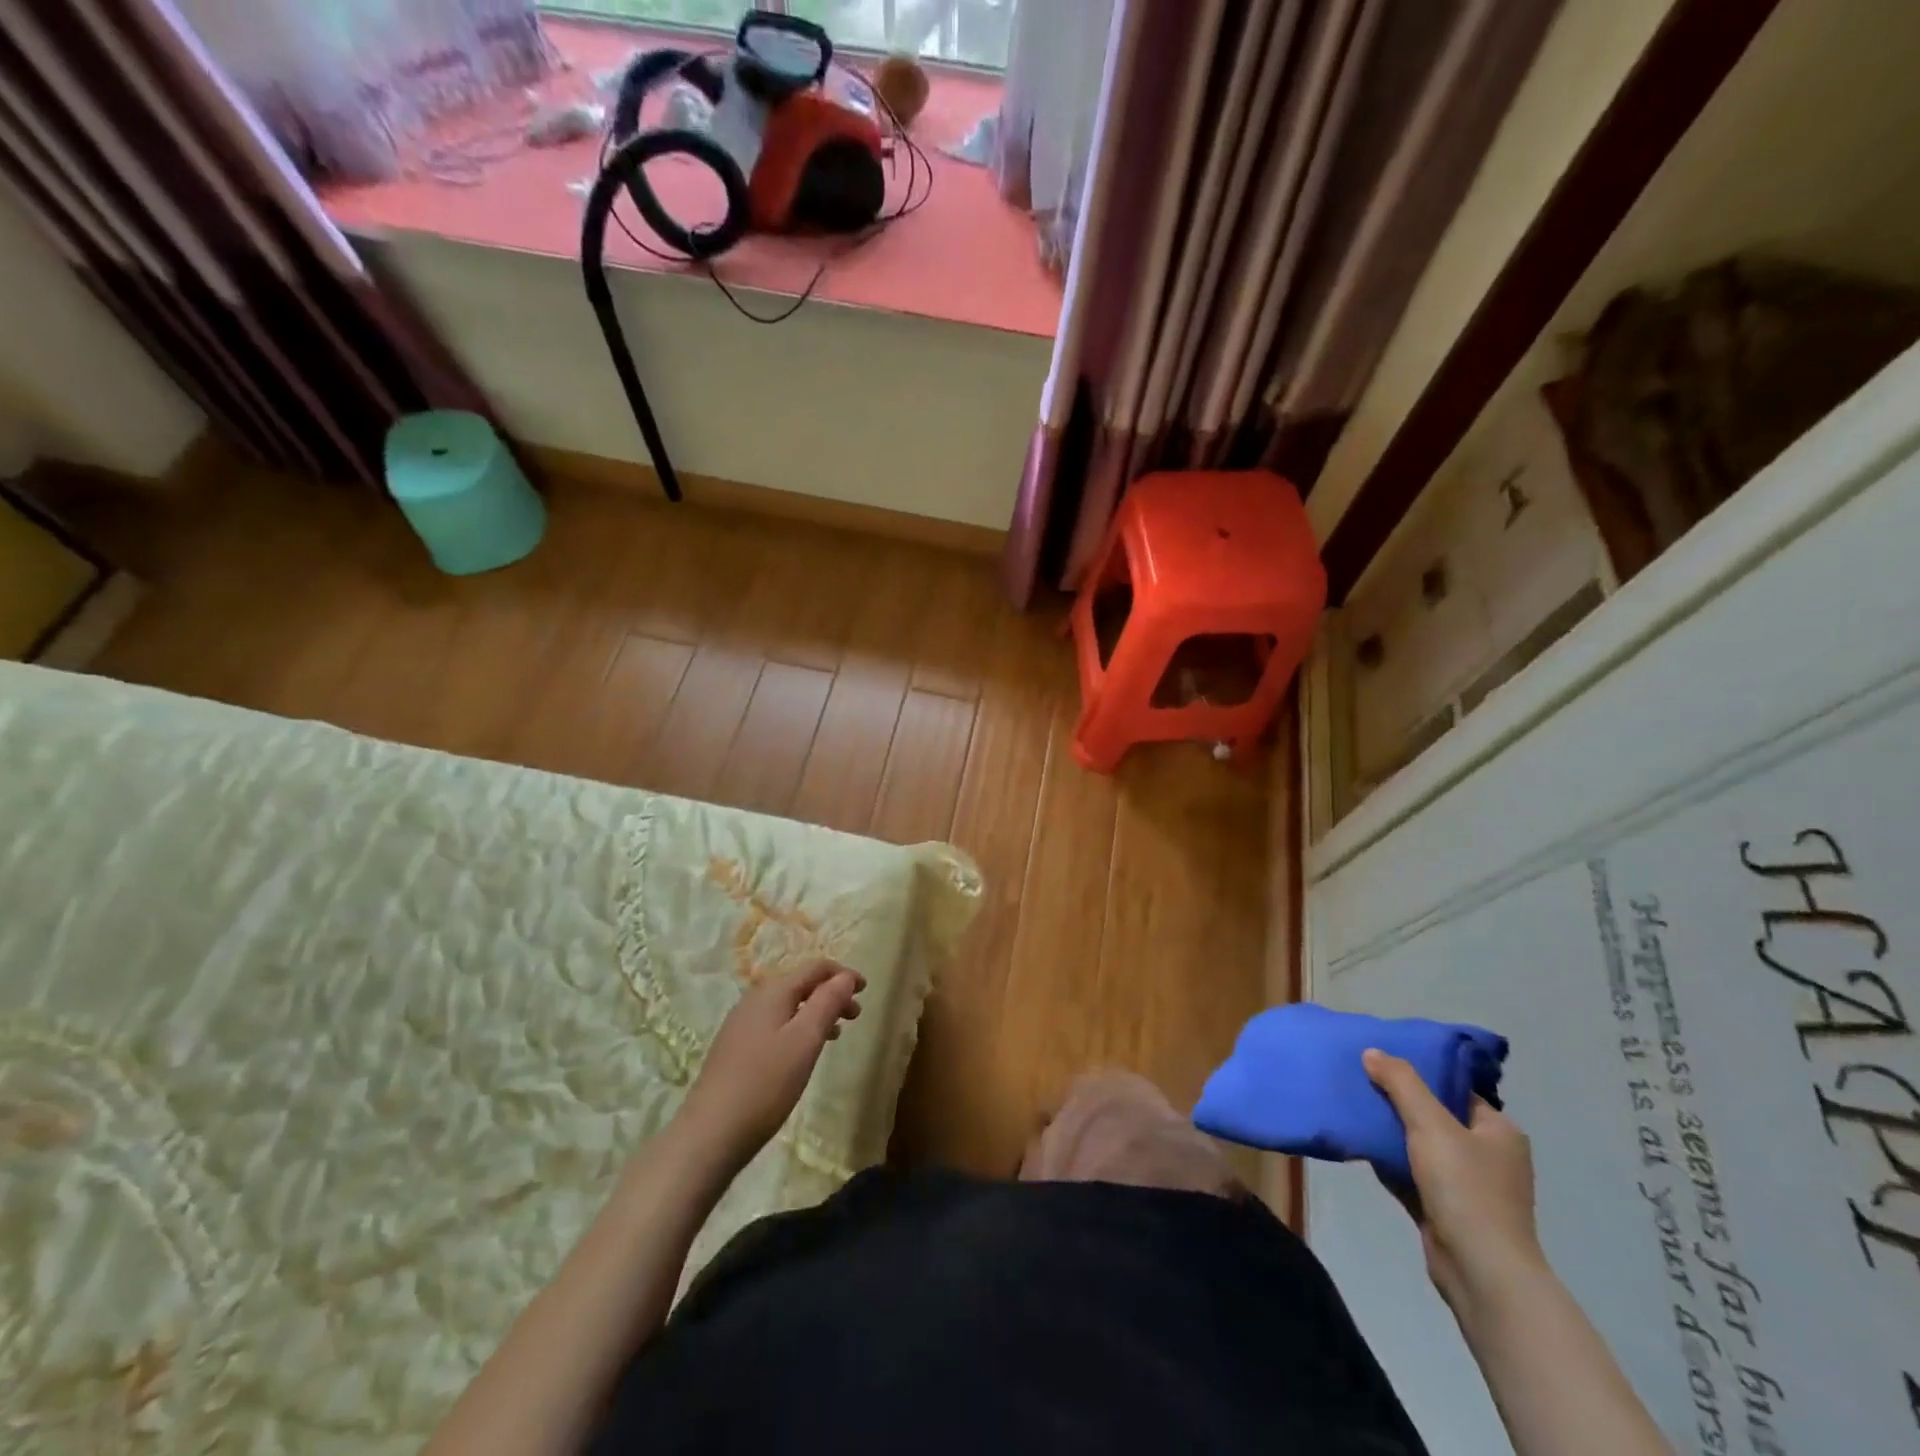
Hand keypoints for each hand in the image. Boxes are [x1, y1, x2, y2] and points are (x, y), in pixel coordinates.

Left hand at [678, 960, 864, 1171]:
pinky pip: (775, 1024)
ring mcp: (741, 1024)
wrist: (709, 1134)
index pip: (815, 968)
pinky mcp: (735, 1048)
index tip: (866, 990)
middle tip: (855, 1015)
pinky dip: (798, 1027)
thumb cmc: (765, 1084)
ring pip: (788, 1005)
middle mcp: (755, 1000)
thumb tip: (845, 977)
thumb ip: (827, 1003)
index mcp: (773, 992)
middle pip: (800, 984)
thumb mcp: (805, 1040)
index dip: (843, 975)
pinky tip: (803, 1052)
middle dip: (831, 993)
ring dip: (816, 1012)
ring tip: (836, 1033)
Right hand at [1363, 1049, 1545, 1312]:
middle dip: (1398, 1101)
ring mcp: (1468, 1186)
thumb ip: (1401, 1083)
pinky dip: (1388, 1161)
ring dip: (1390, 1132)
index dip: (1419, 1073)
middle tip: (1360, 1081)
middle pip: (1434, 1116)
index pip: (1455, 1089)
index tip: (1381, 1061)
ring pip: (1420, 1146)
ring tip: (1353, 1108)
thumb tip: (1373, 1052)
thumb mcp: (1431, 1124)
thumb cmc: (1466, 1189)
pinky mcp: (1445, 1210)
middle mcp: (1488, 1155)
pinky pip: (1411, 1174)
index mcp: (1498, 1131)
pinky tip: (1360, 1146)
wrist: (1480, 1272)